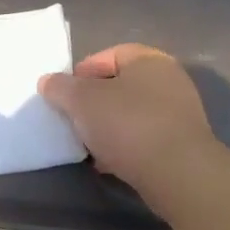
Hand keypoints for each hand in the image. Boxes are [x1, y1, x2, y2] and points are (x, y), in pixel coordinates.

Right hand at [39, 44, 216, 197]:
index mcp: (149, 60)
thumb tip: (48, 81)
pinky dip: (125, 146)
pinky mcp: (182, 143)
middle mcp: (169, 80)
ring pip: (132, 113)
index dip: (82, 72)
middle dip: (94, 102)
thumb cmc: (128, 124)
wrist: (178, 174)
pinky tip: (108, 163)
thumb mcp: (82, 101)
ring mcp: (179, 113)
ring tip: (88, 144)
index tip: (64, 95)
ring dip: (108, 126)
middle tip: (74, 119)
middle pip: (120, 85)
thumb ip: (61, 87)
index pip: (109, 55)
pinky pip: (145, 137)